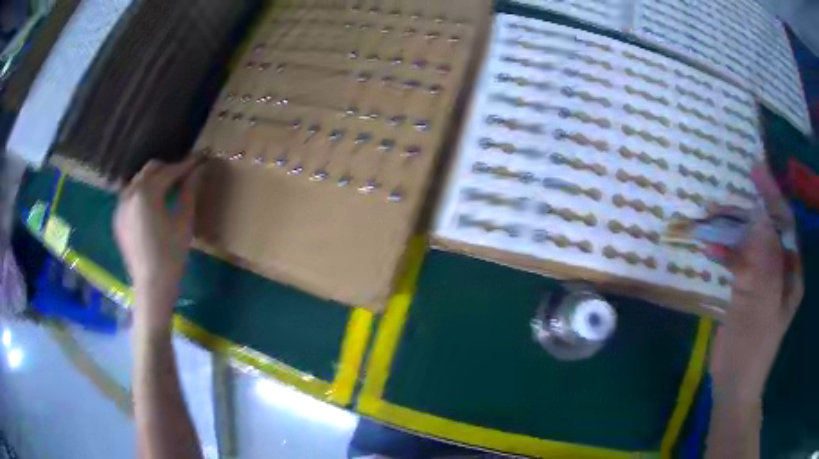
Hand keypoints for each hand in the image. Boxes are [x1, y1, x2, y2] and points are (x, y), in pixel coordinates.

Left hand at [114, 157, 203, 326]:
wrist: (151, 286)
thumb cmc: (171, 255)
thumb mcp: (184, 221)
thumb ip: (190, 191)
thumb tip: (200, 169)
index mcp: (147, 193)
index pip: (170, 171)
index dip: (186, 165)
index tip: (200, 159)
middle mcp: (130, 193)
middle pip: (151, 169)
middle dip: (168, 169)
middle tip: (185, 175)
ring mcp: (121, 205)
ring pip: (139, 180)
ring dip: (154, 179)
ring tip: (168, 188)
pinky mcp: (118, 217)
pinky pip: (130, 195)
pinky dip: (142, 192)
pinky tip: (152, 204)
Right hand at [710, 164, 803, 402]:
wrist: (733, 385)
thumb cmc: (752, 350)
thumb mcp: (761, 306)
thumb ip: (765, 261)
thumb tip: (761, 215)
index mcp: (792, 272)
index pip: (785, 224)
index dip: (772, 196)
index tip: (755, 172)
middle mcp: (781, 270)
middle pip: (766, 230)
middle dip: (746, 213)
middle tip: (722, 200)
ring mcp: (764, 279)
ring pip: (750, 243)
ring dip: (732, 231)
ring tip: (709, 219)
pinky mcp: (747, 289)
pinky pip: (739, 261)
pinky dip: (726, 251)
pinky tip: (710, 248)